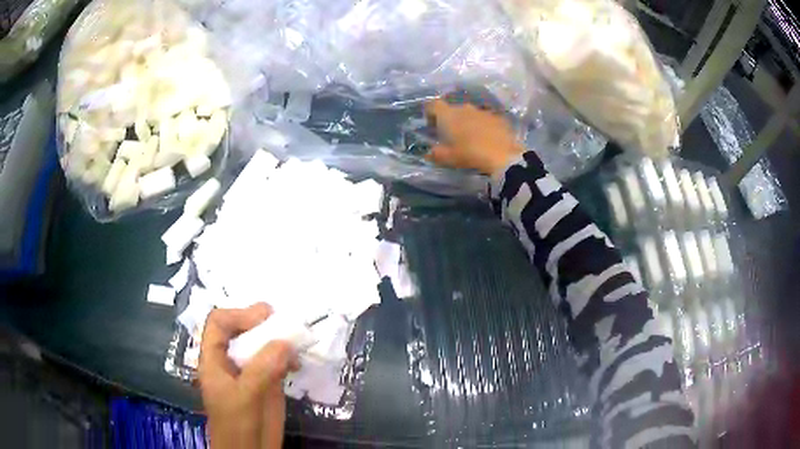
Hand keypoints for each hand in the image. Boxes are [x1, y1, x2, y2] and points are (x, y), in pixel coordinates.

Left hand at [199, 303, 297, 448]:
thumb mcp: (245, 397)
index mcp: (214, 359)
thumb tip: (285, 341)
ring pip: (260, 344)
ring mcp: (249, 371)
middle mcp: (230, 360)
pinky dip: (287, 357)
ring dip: (277, 338)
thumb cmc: (237, 425)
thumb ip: (261, 369)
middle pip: (240, 329)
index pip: (219, 323)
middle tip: (283, 321)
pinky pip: (276, 361)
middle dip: (260, 323)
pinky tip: (297, 364)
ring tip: (296, 341)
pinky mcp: (266, 383)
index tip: (264, 318)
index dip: (238, 315)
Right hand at [425, 99, 523, 175]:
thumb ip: (435, 154)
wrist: (504, 156)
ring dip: (467, 123)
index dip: (430, 114)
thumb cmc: (470, 154)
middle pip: (452, 109)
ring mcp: (483, 111)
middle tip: (452, 136)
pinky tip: (487, 140)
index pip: (433, 105)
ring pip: (470, 114)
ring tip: (471, 139)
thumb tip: (429, 152)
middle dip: (450, 120)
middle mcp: (464, 108)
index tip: (432, 126)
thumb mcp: (448, 159)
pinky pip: (485, 119)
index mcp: (448, 115)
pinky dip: (483, 126)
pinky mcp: (498, 117)